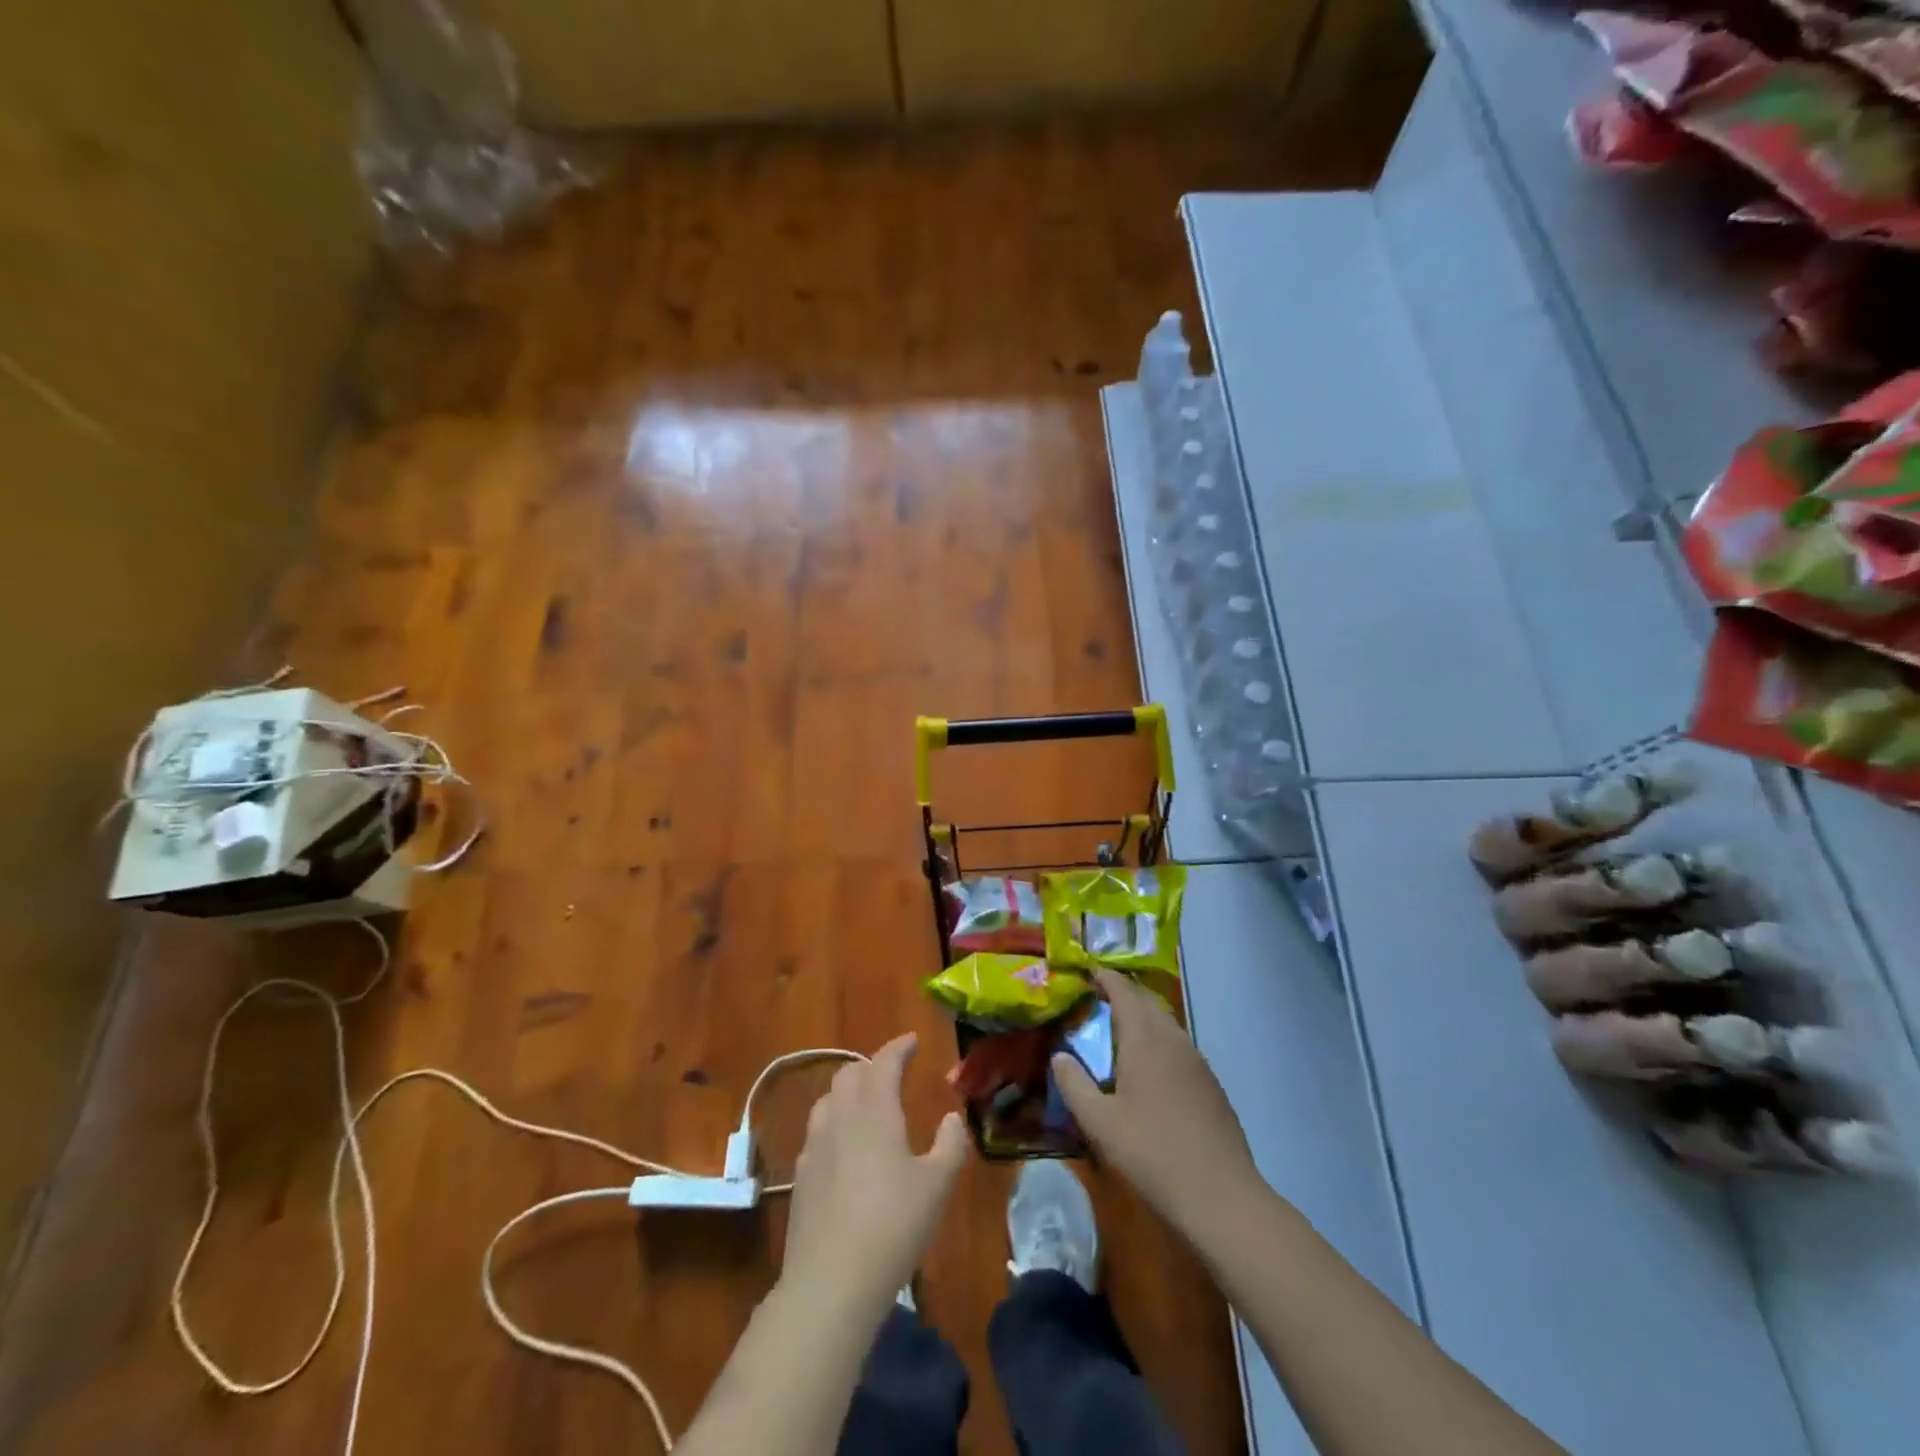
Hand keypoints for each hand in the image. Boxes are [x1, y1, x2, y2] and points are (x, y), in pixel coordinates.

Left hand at [781, 1033, 968, 1318]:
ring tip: (867, 1104)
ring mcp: (814, 1146)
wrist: (831, 1282)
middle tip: (892, 1073)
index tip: (912, 1040)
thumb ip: (950, 1144)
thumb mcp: (937, 1186)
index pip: (884, 1062)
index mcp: (874, 1111)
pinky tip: (845, 1147)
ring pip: (828, 1099)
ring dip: (849, 1090)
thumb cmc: (893, 1226)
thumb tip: (953, 1117)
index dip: (898, 1047)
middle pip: (850, 1073)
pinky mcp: (800, 1176)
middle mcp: (840, 1117)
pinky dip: (834, 1123)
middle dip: (872, 1066)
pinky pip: (817, 1131)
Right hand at [1052, 970, 1259, 1234]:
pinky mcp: (1211, 1085)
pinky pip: (1179, 1047)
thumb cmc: (1152, 1153)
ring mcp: (1197, 1061)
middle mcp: (1173, 1040)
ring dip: (1142, 1019)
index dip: (1105, 977)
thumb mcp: (1100, 1122)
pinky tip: (1150, 1072)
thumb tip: (1058, 1056)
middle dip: (1123, 995)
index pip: (1124, 991)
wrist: (1221, 1195)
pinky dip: (1159, 1043)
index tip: (1087, 973)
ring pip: (1166, 1025)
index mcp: (1145, 1039)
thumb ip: (1074, 1084)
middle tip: (1097, 1001)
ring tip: (1119, 1034)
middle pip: (1147, 1002)